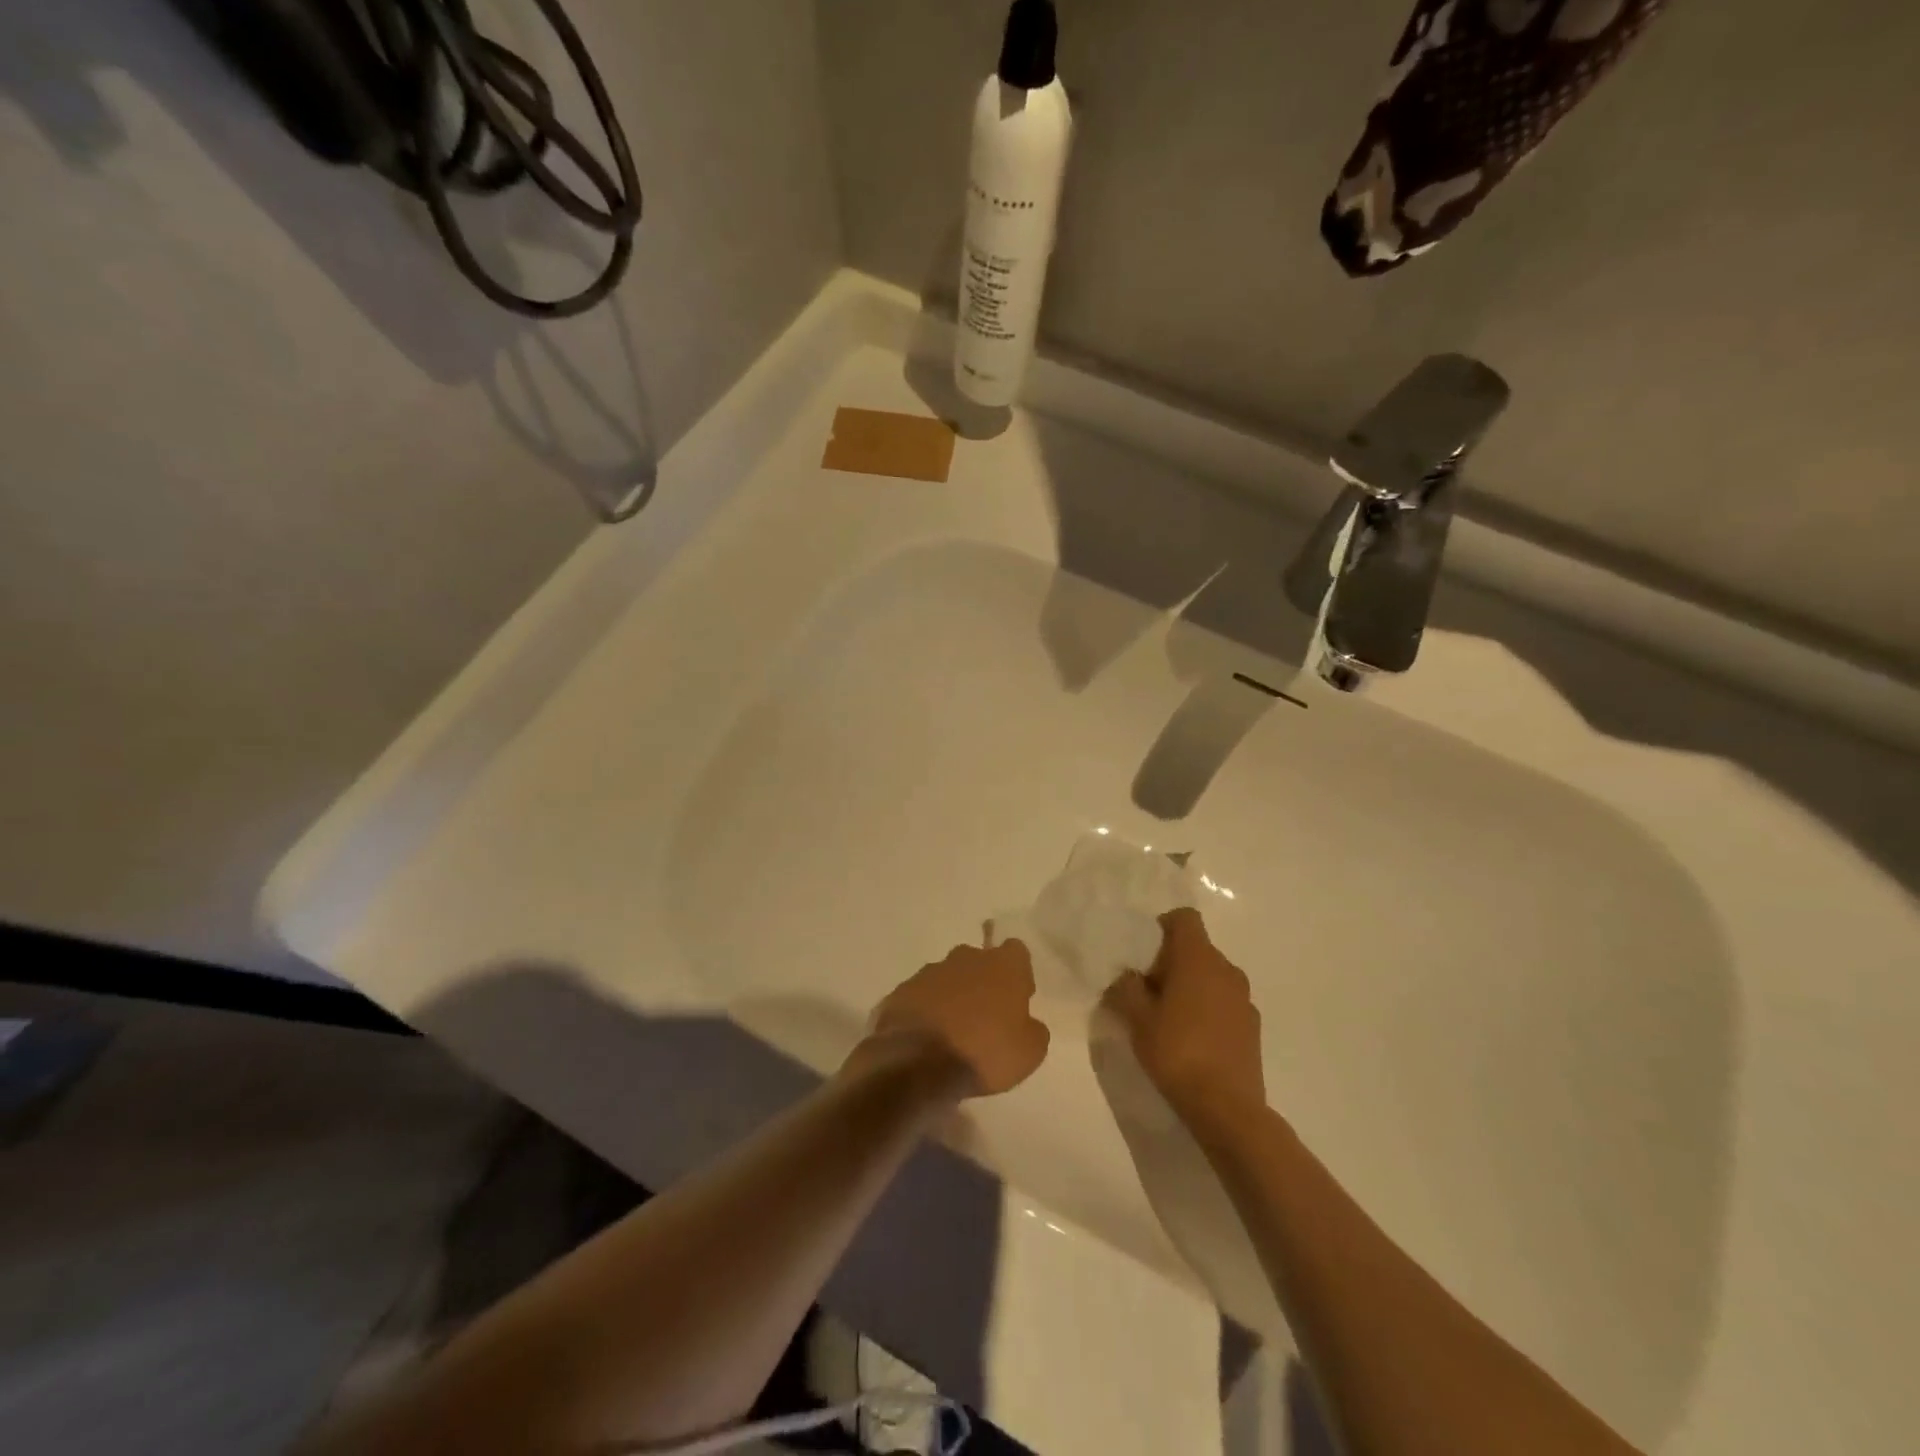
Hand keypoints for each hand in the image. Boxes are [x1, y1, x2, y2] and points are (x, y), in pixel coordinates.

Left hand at [861, 939, 1050, 1097]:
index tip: (1018, 996)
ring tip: (953, 1031)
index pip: (1016, 951)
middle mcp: (965, 958)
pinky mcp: (902, 991)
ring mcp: (929, 972)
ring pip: (948, 977)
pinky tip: (927, 1038)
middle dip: (983, 981)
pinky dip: (926, 1010)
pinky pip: (921, 996)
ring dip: (953, 995)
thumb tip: (1028, 1024)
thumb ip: (1034, 1030)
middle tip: (986, 1015)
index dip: (1019, 972)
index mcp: (1002, 966)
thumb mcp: (1029, 1053)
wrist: (918, 1063)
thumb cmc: (984, 1052)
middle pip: (979, 960)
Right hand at [1105, 907, 1265, 1124]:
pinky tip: (1191, 1040)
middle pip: (1196, 948)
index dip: (1163, 927)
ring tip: (1168, 1019)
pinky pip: (1224, 1002)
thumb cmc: (1176, 1051)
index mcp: (1198, 958)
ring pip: (1211, 977)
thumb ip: (1126, 988)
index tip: (1144, 954)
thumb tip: (1127, 977)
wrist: (1226, 1108)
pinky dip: (1207, 1009)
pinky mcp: (1253, 1027)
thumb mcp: (1137, 1018)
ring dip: (1191, 987)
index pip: (1184, 918)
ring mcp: (1244, 999)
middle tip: (1147, 992)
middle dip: (1171, 962)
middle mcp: (1226, 970)